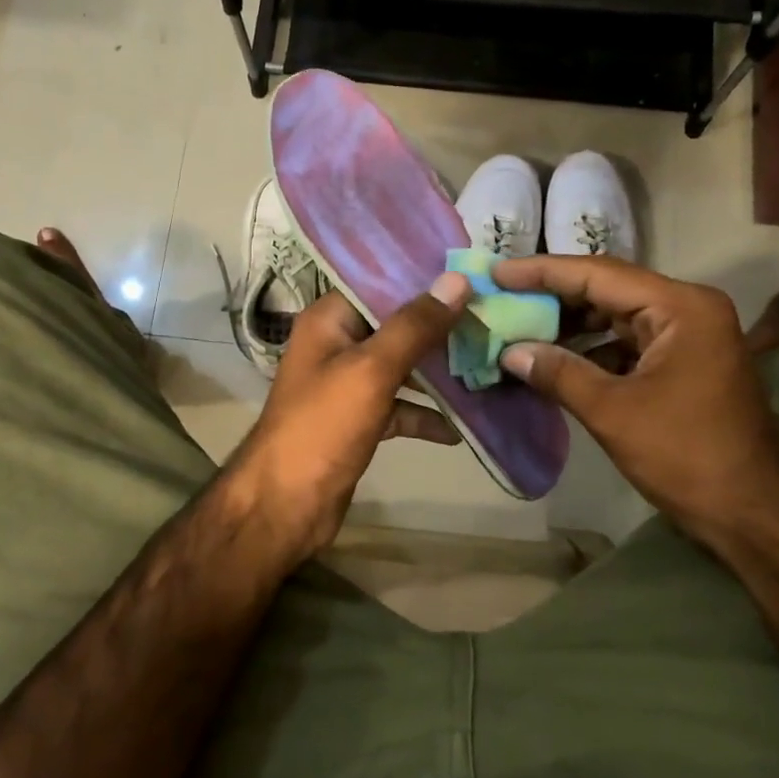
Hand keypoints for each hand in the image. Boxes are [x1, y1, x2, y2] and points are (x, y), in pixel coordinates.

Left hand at [225, 273, 470, 559]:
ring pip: (401, 366)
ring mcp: (348, 385)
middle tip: (492, 315)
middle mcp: (337, 345)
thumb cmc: (323, 426)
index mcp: (329, 320)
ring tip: (489, 362)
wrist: (286, 504)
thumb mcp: (372, 369)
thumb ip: (414, 326)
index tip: (472, 273)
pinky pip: (399, 406)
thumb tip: (457, 280)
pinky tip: (460, 427)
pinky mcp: (359, 420)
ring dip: (438, 370)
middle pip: (395, 324)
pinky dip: (425, 414)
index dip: (422, 277)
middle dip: (440, 324)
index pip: (379, 283)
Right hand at [492, 255, 778, 536]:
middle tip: (501, 298)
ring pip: (614, 316)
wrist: (753, 514)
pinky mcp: (682, 363)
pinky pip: (625, 342)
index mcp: (680, 307)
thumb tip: (510, 351)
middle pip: (607, 289)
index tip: (497, 273)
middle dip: (552, 296)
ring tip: (517, 327)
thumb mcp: (613, 412)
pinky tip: (552, 360)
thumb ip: (558, 373)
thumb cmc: (686, 456)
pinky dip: (589, 350)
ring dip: (568, 325)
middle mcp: (687, 309)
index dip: (542, 272)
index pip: (598, 274)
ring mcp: (687, 336)